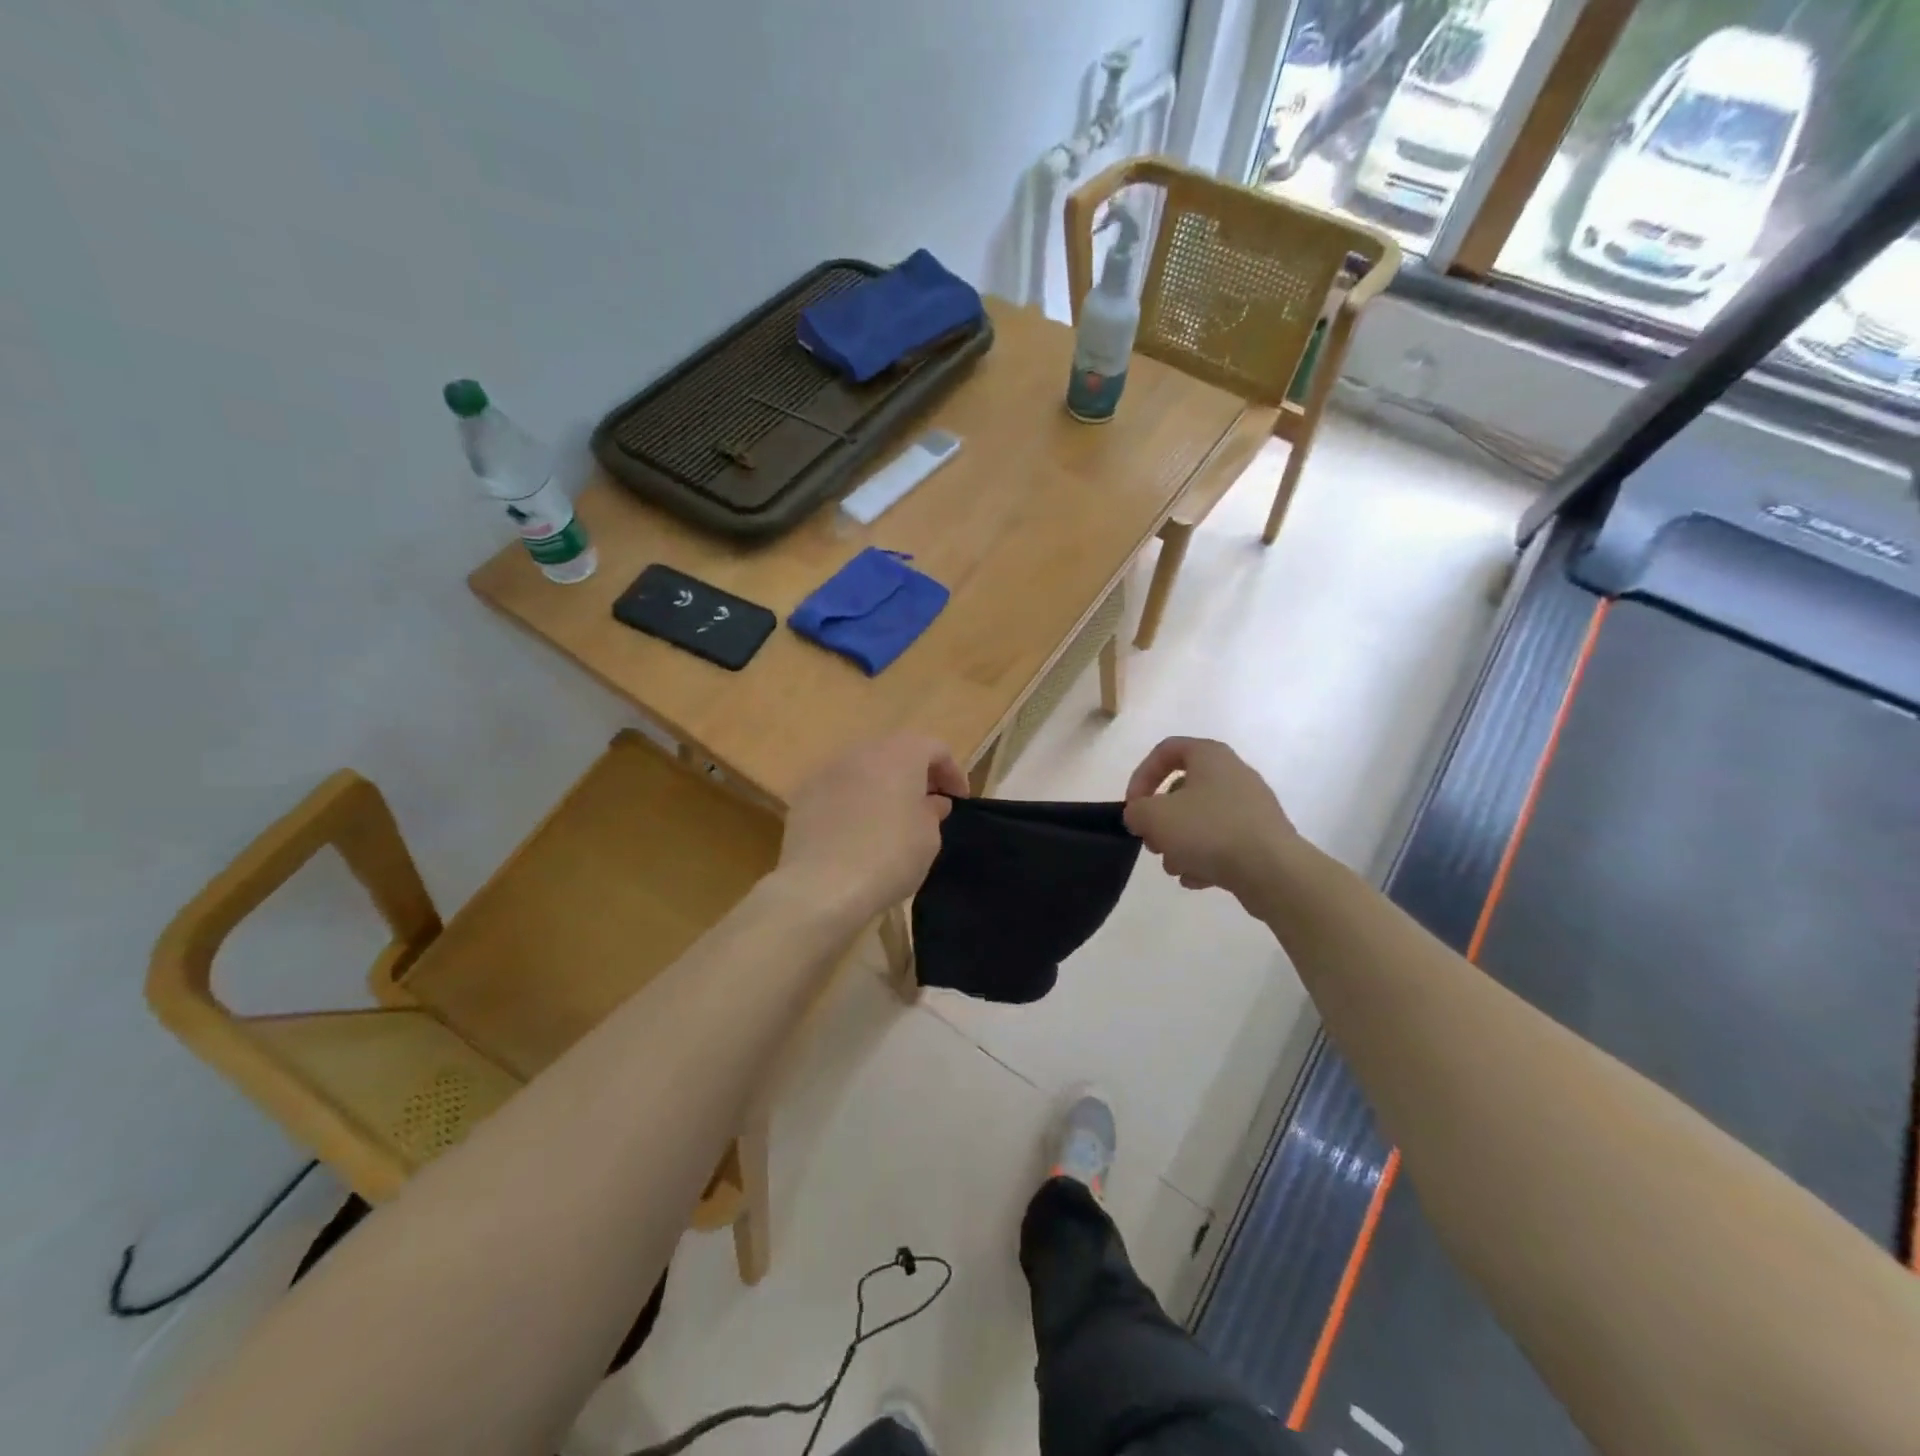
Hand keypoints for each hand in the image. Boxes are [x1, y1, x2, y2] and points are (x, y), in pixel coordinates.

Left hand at [778, 735, 968, 921]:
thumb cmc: (889, 856)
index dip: (952, 773)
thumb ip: (933, 812)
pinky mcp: (803, 795)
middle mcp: (862, 751)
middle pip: (896, 752)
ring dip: (882, 786)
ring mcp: (828, 771)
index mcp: (900, 753)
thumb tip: (931, 802)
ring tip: (892, 818)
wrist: (822, 885)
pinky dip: (854, 801)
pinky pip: (839, 790)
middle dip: (916, 775)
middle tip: (928, 805)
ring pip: (864, 769)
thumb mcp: (929, 837)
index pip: (935, 748)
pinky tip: (857, 831)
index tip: (959, 801)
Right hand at [1123, 737, 1298, 907]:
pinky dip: (1205, 857)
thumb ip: (1136, 811)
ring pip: (1201, 820)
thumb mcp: (1154, 817)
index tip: (1133, 806)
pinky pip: (1222, 841)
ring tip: (1174, 867)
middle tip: (1152, 842)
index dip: (1141, 776)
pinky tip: (1196, 879)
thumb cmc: (1209, 831)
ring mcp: (1251, 806)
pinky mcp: (1261, 836)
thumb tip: (1140, 815)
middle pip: (1183, 790)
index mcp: (1210, 756)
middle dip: (1161, 820)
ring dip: (1180, 843)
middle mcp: (1233, 774)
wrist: (1272, 870)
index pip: (1165, 751)